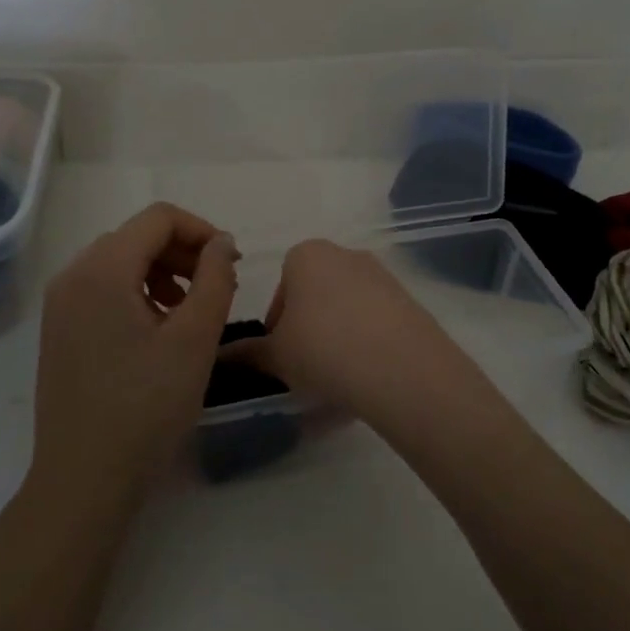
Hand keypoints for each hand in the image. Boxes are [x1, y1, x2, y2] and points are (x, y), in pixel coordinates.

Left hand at [30, 203, 239, 507]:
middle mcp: (73, 276)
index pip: (158, 219)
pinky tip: (159, 331)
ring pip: (120, 263)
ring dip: (162, 273)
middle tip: (216, 288)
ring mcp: (60, 305)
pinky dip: (138, 293)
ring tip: (190, 311)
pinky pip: (103, 290)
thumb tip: (222, 243)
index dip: (202, 231)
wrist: (84, 480)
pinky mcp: (59, 332)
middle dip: (183, 252)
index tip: (231, 264)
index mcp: (102, 270)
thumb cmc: (146, 406)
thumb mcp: (195, 339)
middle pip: (136, 237)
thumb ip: (215, 279)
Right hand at [246, 239, 482, 429]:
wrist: (399, 365)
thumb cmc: (322, 348)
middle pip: (317, 291)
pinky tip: (366, 374)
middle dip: (309, 325)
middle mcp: (345, 254)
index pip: (282, 284)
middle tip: (305, 364)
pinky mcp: (408, 299)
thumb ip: (248, 353)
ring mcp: (381, 275)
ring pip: (348, 306)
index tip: (280, 351)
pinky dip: (368, 341)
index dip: (277, 321)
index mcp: (306, 255)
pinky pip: (377, 319)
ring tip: (337, 375)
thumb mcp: (276, 356)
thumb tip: (221, 355)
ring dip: (338, 333)